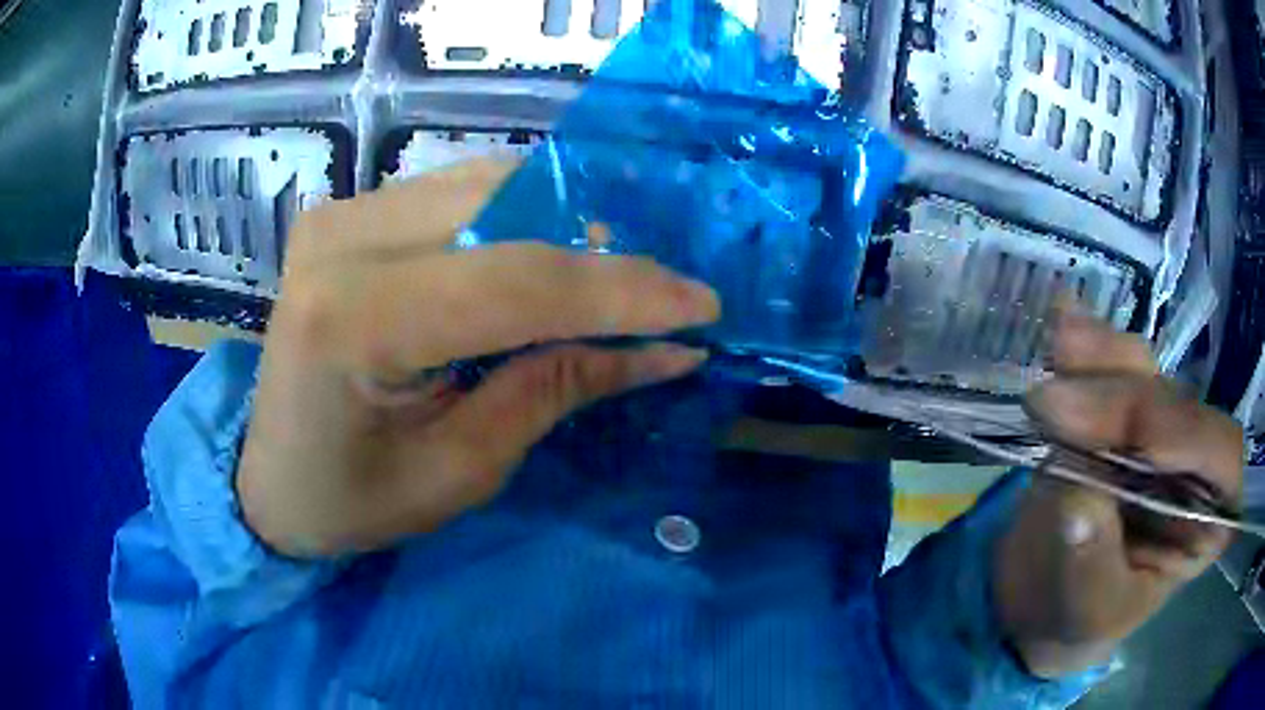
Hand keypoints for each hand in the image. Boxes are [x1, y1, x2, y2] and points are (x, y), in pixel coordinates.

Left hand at [237, 159, 719, 557]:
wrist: (268, 482)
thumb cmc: (351, 502)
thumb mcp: (462, 468)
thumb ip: (559, 387)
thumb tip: (667, 348)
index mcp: (354, 319)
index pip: (519, 280)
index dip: (624, 292)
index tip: (703, 307)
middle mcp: (341, 239)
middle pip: (509, 212)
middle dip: (603, 254)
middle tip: (665, 297)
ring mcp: (340, 213)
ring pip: (490, 187)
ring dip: (565, 229)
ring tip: (618, 281)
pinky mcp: (347, 213)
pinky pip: (459, 194)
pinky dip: (520, 220)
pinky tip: (552, 259)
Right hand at [995, 310, 1243, 677]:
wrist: (1041, 596)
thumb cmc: (1077, 619)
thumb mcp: (1086, 611)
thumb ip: (1090, 563)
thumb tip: (1077, 504)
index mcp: (1209, 518)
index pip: (1221, 457)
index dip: (1186, 437)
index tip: (1131, 441)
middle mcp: (1194, 462)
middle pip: (1177, 405)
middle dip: (1123, 402)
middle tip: (1053, 407)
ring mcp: (1156, 428)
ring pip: (1146, 373)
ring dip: (1104, 357)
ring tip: (1058, 346)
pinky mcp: (1118, 408)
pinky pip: (1112, 364)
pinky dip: (1087, 346)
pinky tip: (1062, 321)